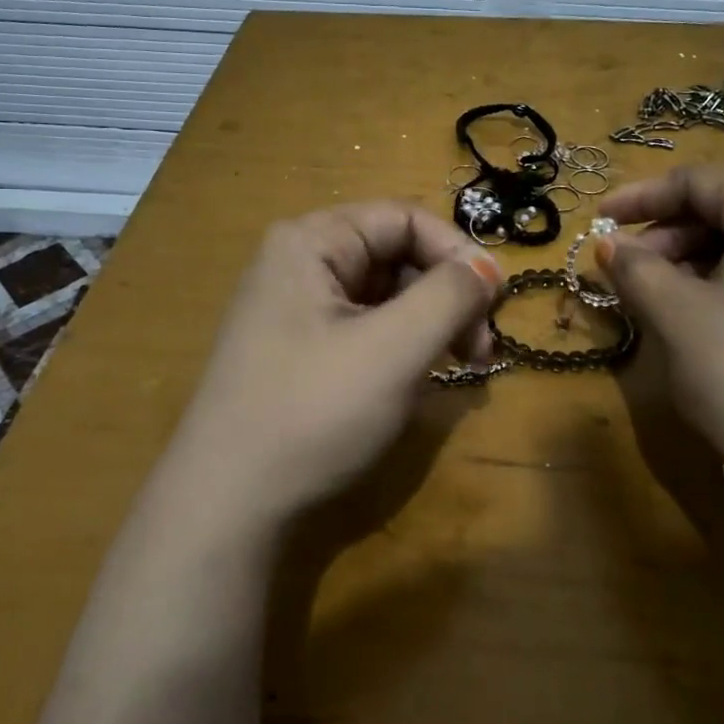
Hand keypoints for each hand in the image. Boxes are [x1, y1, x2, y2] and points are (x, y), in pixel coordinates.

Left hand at [161, 202, 501, 528]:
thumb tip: (488, 267)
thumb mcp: (394, 349)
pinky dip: (400, 348)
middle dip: (447, 296)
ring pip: (384, 296)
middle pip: (396, 256)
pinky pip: (364, 329)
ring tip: (458, 369)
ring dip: (430, 326)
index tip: (496, 303)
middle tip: (481, 350)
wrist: (227, 504)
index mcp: (312, 242)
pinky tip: (415, 383)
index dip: (458, 253)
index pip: (405, 218)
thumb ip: (450, 295)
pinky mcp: (297, 350)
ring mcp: (294, 309)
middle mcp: (299, 262)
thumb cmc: (314, 412)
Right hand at [596, 166, 723, 488]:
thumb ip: (635, 268)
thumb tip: (608, 245)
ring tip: (655, 300)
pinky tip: (700, 323)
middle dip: (667, 235)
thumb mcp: (677, 315)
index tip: (598, 222)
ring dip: (693, 264)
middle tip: (624, 270)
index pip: (702, 180)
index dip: (641, 197)